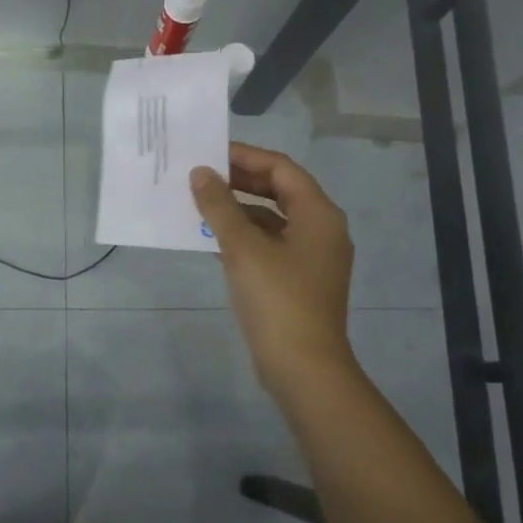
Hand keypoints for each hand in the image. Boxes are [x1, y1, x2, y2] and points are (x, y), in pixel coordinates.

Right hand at [191, 143, 356, 395]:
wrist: (303, 368)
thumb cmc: (277, 300)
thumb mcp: (243, 248)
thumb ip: (220, 206)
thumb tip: (200, 173)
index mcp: (319, 214)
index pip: (282, 168)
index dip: (246, 156)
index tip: (209, 153)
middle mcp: (322, 230)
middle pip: (280, 190)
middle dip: (241, 181)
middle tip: (202, 175)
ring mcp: (312, 258)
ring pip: (273, 219)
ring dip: (239, 209)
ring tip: (200, 205)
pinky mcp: (299, 281)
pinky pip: (270, 244)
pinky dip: (245, 236)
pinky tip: (213, 240)